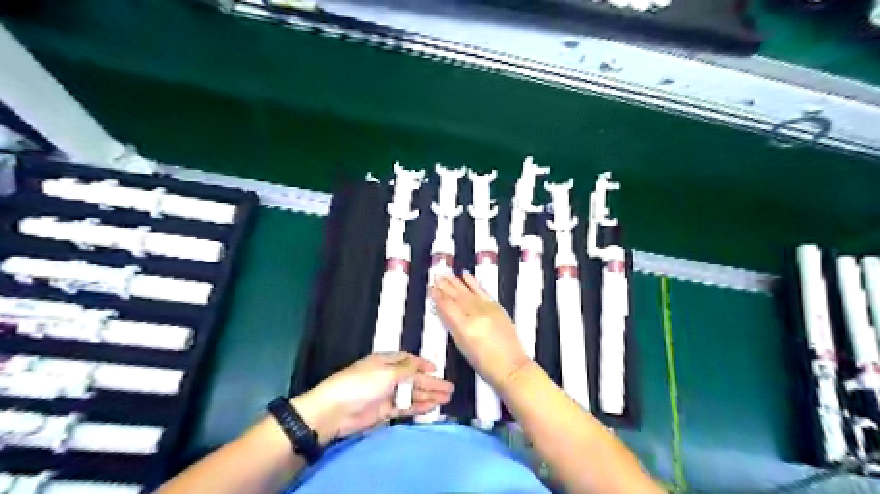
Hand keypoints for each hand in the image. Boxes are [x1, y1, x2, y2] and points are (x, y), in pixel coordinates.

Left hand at [291, 352, 452, 443]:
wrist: (335, 410)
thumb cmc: (361, 383)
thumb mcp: (386, 372)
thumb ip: (406, 370)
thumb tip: (420, 366)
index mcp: (385, 361)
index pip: (408, 360)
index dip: (422, 364)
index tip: (436, 368)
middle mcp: (387, 376)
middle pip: (413, 378)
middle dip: (431, 382)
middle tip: (449, 388)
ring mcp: (386, 394)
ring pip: (412, 394)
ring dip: (428, 395)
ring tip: (446, 399)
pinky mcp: (384, 411)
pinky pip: (405, 407)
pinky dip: (418, 407)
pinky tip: (431, 407)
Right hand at [433, 274, 528, 392]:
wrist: (511, 365)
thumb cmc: (484, 363)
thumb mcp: (462, 347)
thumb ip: (451, 325)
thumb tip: (442, 309)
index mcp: (465, 327)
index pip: (448, 306)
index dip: (438, 296)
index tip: (431, 288)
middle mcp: (476, 315)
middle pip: (457, 296)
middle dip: (445, 285)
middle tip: (436, 276)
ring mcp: (488, 309)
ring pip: (468, 292)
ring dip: (456, 282)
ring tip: (446, 274)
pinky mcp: (497, 307)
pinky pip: (482, 291)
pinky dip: (473, 283)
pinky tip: (465, 275)